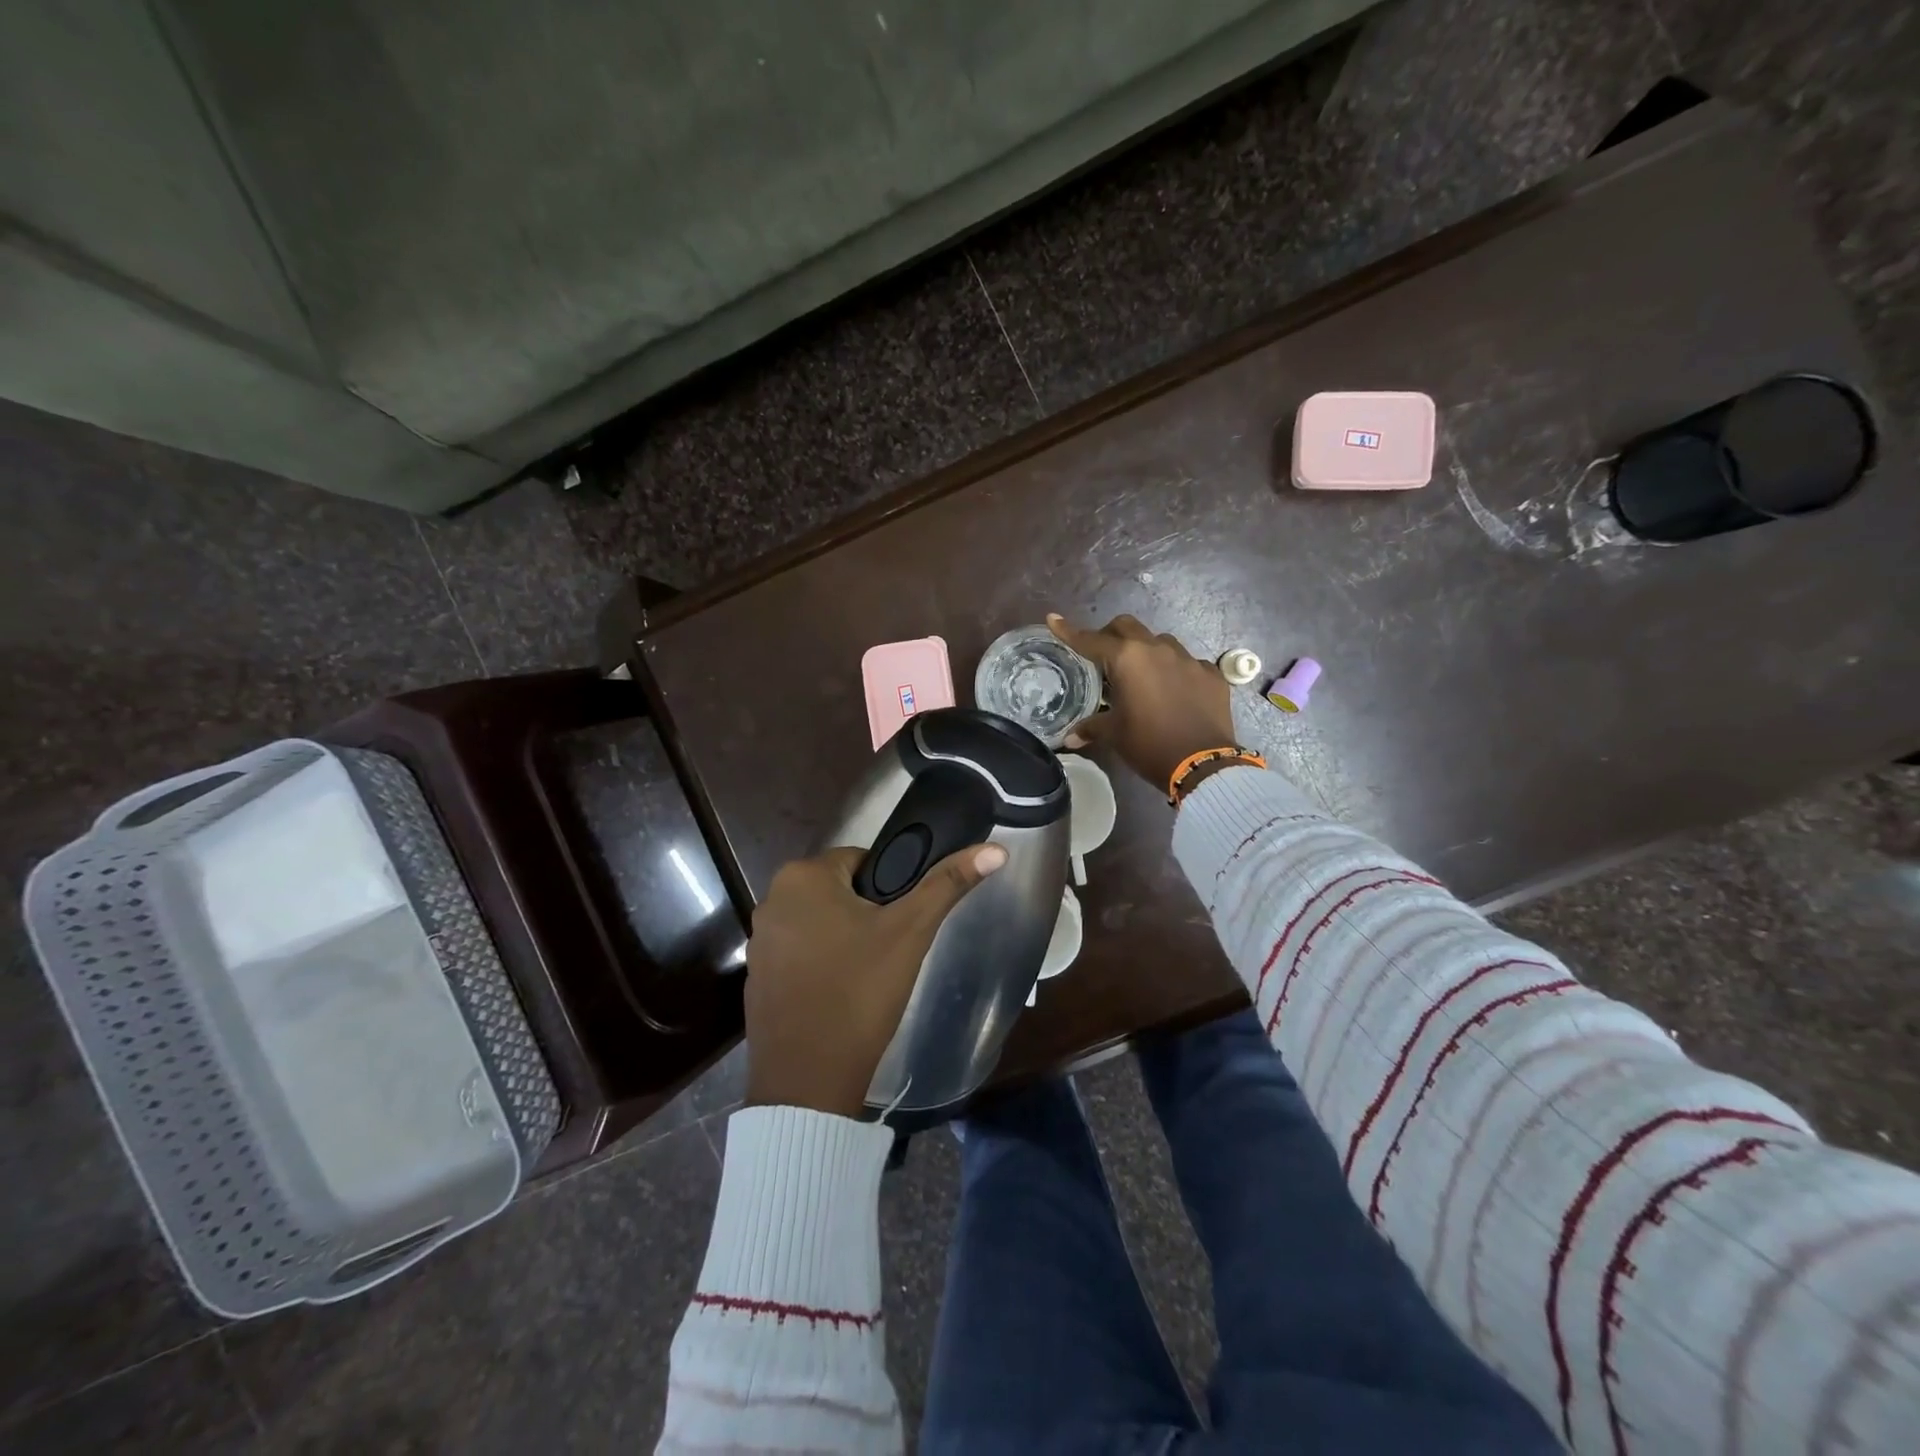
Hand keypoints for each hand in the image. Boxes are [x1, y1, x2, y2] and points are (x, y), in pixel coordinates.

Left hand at [743, 841, 1007, 1116]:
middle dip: (868, 914)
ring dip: (845, 938)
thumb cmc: (860, 992)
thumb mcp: (911, 933)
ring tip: (870, 975)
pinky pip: (801, 953)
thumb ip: (948, 884)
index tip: (903, 922)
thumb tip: (996, 850)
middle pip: (840, 891)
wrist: (808, 1082)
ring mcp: (760, 940)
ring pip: (821, 922)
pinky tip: (842, 994)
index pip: (862, 860)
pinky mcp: (757, 976)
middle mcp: (772, 899)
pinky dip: (823, 964)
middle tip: (891, 950)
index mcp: (802, 876)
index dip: (889, 888)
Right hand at [1047, 612, 1239, 791]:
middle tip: (1104, 656)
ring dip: (1146, 651)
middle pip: (1127, 626)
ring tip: (1142, 675)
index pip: (1091, 640)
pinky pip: (1188, 662)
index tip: (1054, 619)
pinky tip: (1174, 690)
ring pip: (1160, 641)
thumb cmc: (1148, 744)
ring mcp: (1188, 659)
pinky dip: (1175, 670)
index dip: (1069, 631)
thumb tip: (1070, 738)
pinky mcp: (1211, 674)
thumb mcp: (1114, 735)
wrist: (1202, 763)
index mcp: (1127, 659)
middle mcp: (1157, 649)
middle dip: (1111, 635)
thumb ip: (1091, 728)